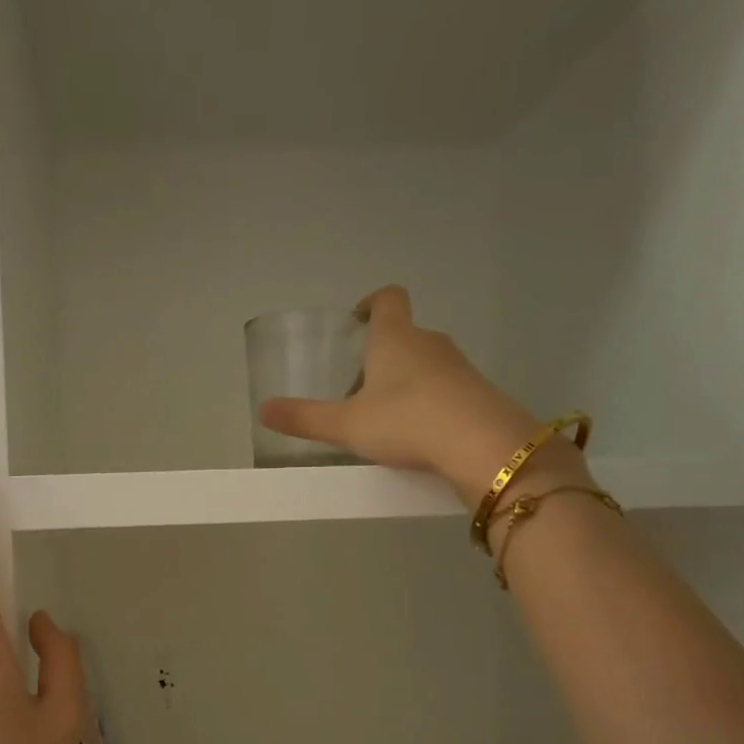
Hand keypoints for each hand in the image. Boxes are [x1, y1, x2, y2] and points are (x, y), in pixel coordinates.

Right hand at [258, 285, 577, 505]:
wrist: (481, 445)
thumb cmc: (405, 422)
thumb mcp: (346, 425)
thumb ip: (304, 418)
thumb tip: (263, 410)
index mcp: (395, 339)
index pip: (388, 299)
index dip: (372, 304)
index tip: (359, 319)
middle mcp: (429, 343)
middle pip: (403, 336)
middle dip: (380, 357)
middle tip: (358, 392)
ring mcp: (459, 367)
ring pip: (425, 364)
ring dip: (404, 382)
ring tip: (386, 420)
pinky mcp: (479, 393)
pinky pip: (446, 388)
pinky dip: (429, 402)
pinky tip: (419, 435)